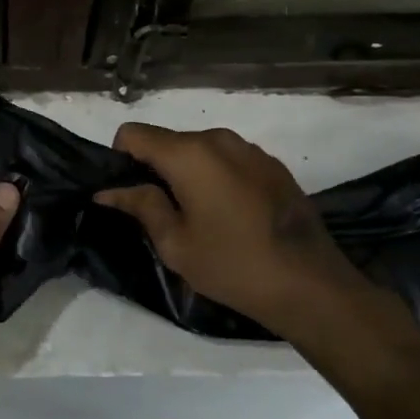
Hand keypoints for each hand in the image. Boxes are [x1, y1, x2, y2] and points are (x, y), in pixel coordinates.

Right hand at [95, 124, 412, 355]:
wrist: (312, 285)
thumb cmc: (233, 265)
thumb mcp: (175, 243)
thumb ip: (140, 205)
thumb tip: (107, 190)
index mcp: (188, 153)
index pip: (133, 133)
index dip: (121, 160)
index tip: (129, 194)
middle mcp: (218, 138)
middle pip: (167, 140)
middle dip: (155, 169)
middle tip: (161, 214)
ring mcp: (250, 149)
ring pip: (199, 150)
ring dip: (188, 174)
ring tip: (199, 217)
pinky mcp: (272, 165)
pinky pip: (228, 160)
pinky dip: (217, 178)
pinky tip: (231, 216)